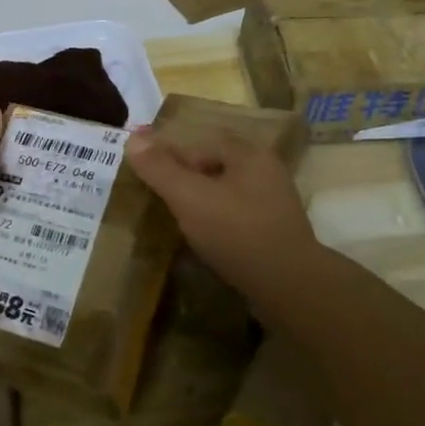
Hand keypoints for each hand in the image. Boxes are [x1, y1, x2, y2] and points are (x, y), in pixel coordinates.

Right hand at [126, 126, 316, 279]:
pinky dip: (219, 223)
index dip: (174, 154)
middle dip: (188, 178)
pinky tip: (206, 241)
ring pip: (228, 193)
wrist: (291, 288)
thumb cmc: (237, 232)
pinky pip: (239, 218)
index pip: (204, 141)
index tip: (152, 176)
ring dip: (203, 202)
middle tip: (162, 198)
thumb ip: (160, 168)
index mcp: (249, 154)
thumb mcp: (189, 197)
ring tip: (179, 221)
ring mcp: (276, 204)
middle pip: (217, 166)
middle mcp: (267, 172)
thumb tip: (133, 137)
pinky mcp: (277, 233)